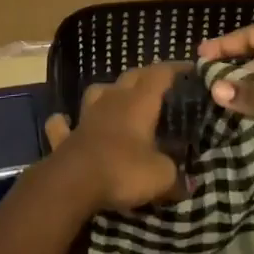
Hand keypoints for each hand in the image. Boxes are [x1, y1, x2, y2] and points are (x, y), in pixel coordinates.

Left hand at [42, 63, 185, 212]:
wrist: (73, 182)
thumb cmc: (123, 170)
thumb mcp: (160, 177)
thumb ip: (176, 178)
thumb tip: (189, 184)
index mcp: (140, 102)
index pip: (161, 73)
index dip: (176, 68)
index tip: (190, 69)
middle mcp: (113, 99)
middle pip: (132, 76)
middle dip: (147, 76)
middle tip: (160, 85)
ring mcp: (86, 115)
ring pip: (98, 91)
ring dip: (108, 92)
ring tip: (116, 98)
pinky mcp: (66, 136)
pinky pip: (63, 124)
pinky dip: (65, 122)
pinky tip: (66, 124)